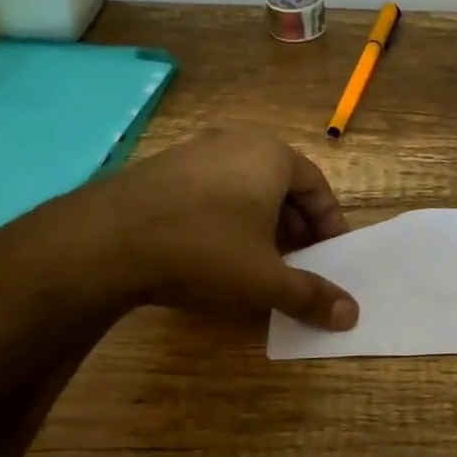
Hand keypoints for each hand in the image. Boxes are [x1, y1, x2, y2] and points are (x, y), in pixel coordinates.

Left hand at [0, 129, 358, 331]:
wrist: (104, 242)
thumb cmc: (203, 250)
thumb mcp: (265, 280)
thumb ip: (311, 295)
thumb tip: (352, 315)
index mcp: (272, 156)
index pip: (317, 186)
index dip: (330, 223)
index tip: (332, 255)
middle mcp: (236, 142)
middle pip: (281, 184)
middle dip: (295, 224)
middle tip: (298, 261)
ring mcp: (194, 151)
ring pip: (243, 186)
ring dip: (260, 222)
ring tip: (257, 260)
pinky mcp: (160, 168)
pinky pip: (209, 189)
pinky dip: (224, 216)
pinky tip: (211, 250)